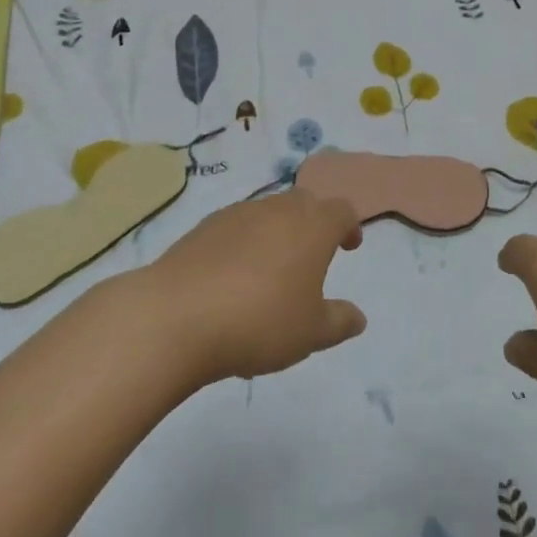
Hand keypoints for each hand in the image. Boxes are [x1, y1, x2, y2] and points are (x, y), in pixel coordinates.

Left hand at [138, 191, 366, 387]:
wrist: (177, 316)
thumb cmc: (259, 322)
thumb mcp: (310, 333)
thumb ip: (339, 322)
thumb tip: (358, 317)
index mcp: (313, 226)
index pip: (341, 210)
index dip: (349, 226)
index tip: (348, 247)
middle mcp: (279, 209)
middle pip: (305, 202)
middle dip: (313, 223)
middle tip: (313, 255)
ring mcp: (240, 213)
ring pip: (269, 212)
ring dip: (278, 233)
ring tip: (271, 273)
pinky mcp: (205, 226)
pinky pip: (237, 227)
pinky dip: (244, 243)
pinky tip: (233, 278)